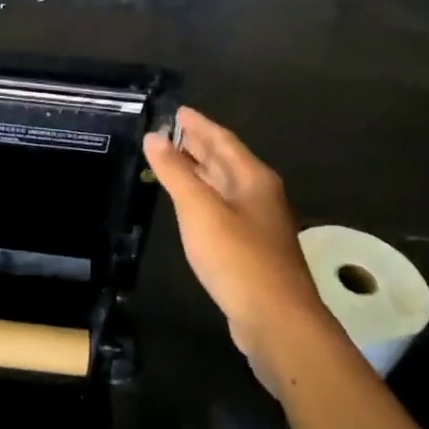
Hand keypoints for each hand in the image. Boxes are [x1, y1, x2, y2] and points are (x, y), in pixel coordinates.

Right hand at [144, 109, 325, 363]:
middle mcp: (260, 195)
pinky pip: (224, 209)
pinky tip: (191, 207)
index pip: (222, 140)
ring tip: (174, 162)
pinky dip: (204, 198)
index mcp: (253, 178)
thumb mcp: (199, 209)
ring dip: (200, 172)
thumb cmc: (236, 257)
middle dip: (198, 145)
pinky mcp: (252, 248)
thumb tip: (154, 137)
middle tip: (170, 133)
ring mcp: (259, 223)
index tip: (177, 110)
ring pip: (225, 186)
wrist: (275, 317)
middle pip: (226, 161)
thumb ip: (175, 172)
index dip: (198, 124)